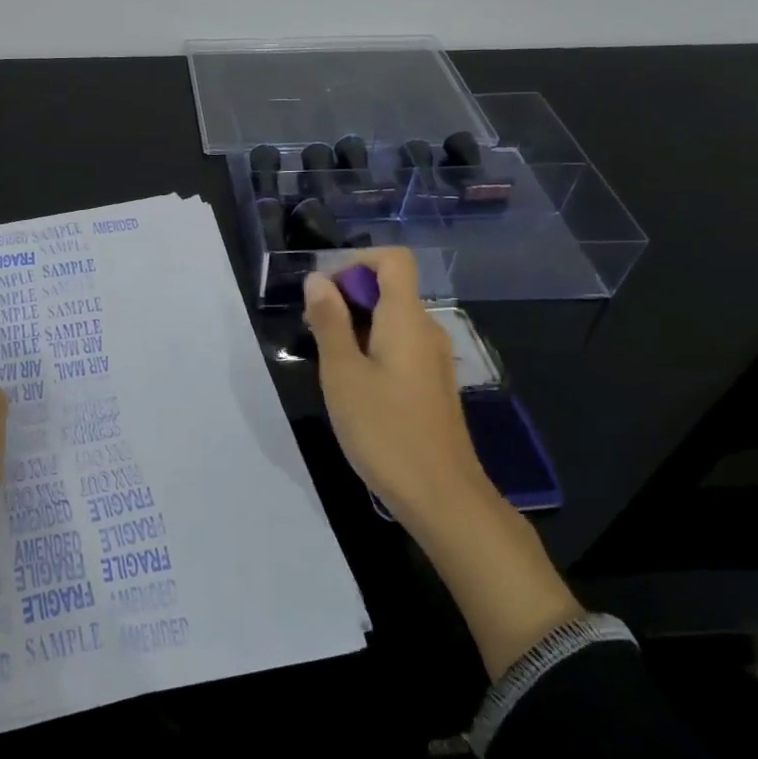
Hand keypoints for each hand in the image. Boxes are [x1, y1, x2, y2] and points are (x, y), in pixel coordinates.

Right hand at [300, 248, 487, 533]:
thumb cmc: (385, 431)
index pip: (394, 260)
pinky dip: (373, 349)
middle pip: (390, 288)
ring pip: (392, 320)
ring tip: (329, 362)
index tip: (325, 292)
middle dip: (348, 297)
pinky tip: (354, 386)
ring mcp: (433, 360)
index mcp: (407, 319)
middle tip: (315, 331)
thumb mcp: (343, 374)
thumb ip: (330, 322)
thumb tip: (317, 279)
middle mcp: (427, 330)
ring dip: (357, 326)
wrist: (442, 498)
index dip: (357, 262)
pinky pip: (400, 346)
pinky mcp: (432, 385)